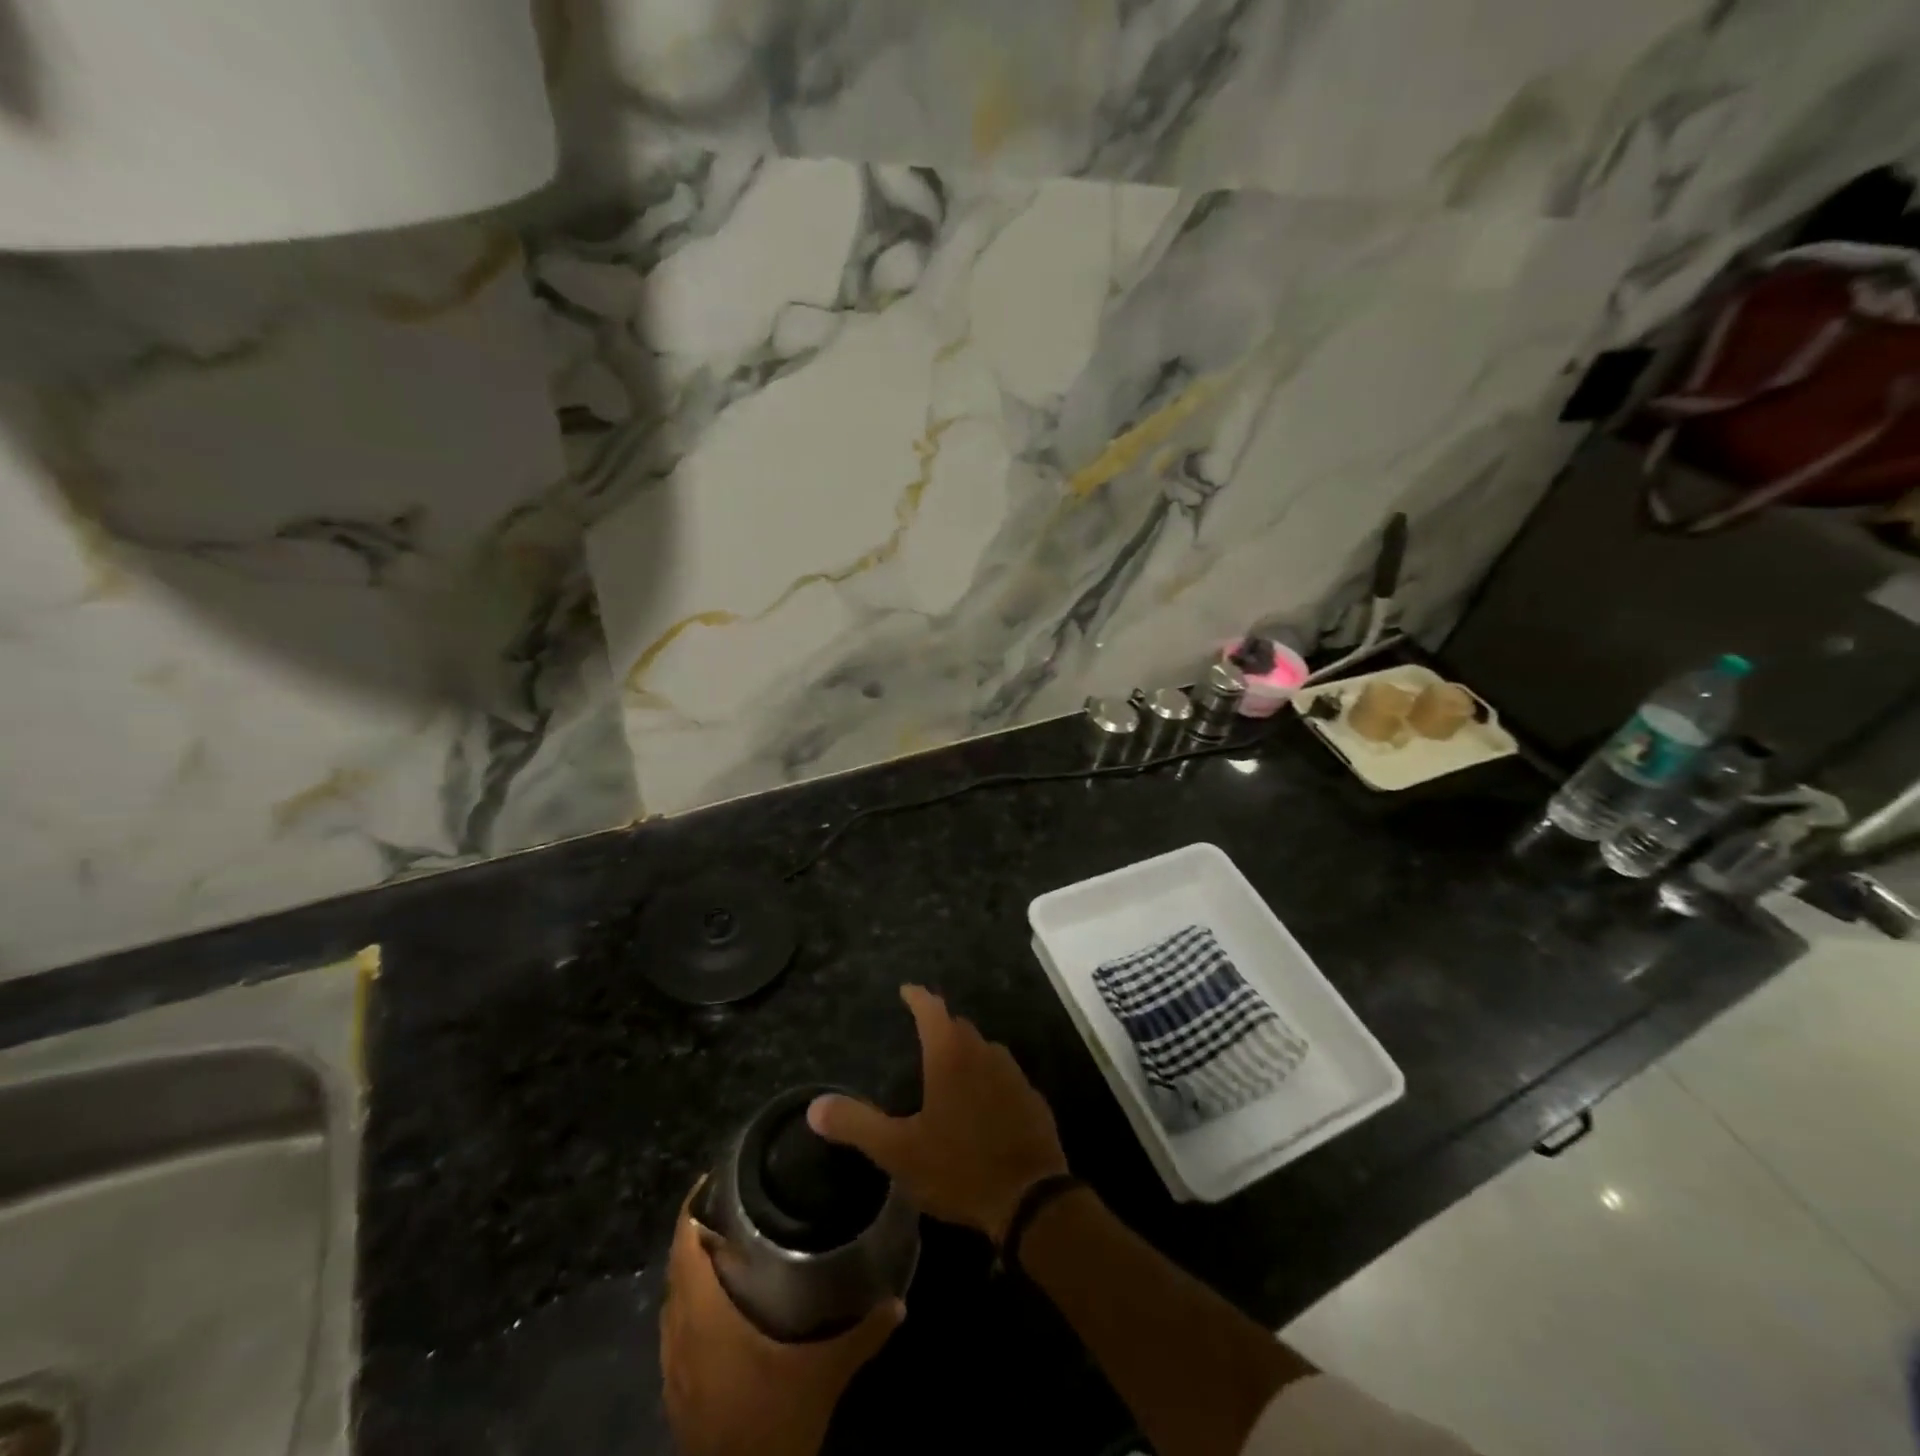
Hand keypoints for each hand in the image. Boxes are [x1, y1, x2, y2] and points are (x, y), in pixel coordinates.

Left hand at [661, 1186, 902, 1455]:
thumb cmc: (773, 1420)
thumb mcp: (824, 1374)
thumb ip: (862, 1332)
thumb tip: (899, 1299)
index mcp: (705, 1316)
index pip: (685, 1244)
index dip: (694, 1206)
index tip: (717, 1176)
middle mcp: (680, 1333)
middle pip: (677, 1265)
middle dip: (700, 1230)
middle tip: (737, 1202)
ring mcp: (673, 1365)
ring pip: (673, 1299)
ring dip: (693, 1268)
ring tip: (731, 1242)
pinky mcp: (676, 1389)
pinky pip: (675, 1328)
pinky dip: (691, 1303)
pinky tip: (722, 1304)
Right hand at [808, 984, 1068, 1243]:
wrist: (1030, 1199)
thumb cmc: (958, 1167)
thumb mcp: (899, 1151)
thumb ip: (857, 1124)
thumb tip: (814, 1107)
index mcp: (951, 1056)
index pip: (931, 1010)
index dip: (917, 997)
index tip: (906, 990)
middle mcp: (984, 1053)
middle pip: (959, 1027)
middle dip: (941, 1025)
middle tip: (922, 1035)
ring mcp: (1013, 1074)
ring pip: (984, 1050)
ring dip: (966, 1052)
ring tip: (949, 1070)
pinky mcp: (1032, 1098)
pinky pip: (1004, 1077)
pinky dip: (988, 1080)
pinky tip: (981, 1104)